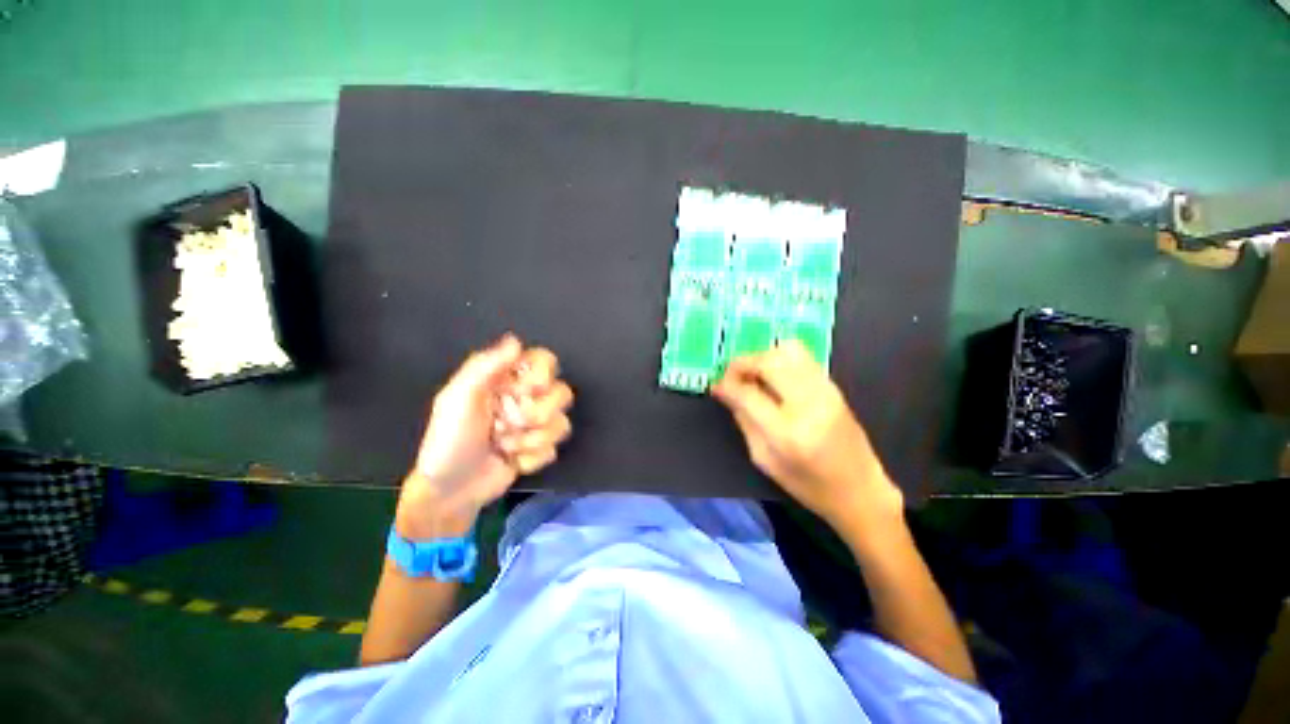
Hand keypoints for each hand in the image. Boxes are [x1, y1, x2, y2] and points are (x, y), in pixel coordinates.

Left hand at [396, 334, 573, 538]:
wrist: (451, 490)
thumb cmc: (449, 440)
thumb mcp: (458, 398)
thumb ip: (486, 366)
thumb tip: (516, 341)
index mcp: (500, 378)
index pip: (542, 361)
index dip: (539, 377)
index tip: (521, 391)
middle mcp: (519, 398)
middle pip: (560, 392)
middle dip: (536, 413)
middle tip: (507, 423)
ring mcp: (528, 427)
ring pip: (560, 423)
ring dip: (531, 438)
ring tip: (504, 445)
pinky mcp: (534, 453)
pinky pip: (553, 450)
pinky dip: (531, 459)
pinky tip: (510, 461)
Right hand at [711, 340, 902, 526]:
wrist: (858, 487)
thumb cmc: (810, 487)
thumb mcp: (767, 463)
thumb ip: (746, 423)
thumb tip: (727, 393)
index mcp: (787, 432)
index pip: (749, 393)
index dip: (727, 384)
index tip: (715, 385)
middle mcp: (808, 403)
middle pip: (769, 361)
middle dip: (744, 362)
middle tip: (731, 375)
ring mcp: (825, 390)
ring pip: (788, 350)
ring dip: (764, 356)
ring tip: (754, 374)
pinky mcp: (834, 385)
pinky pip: (804, 357)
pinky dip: (782, 359)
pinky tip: (775, 377)